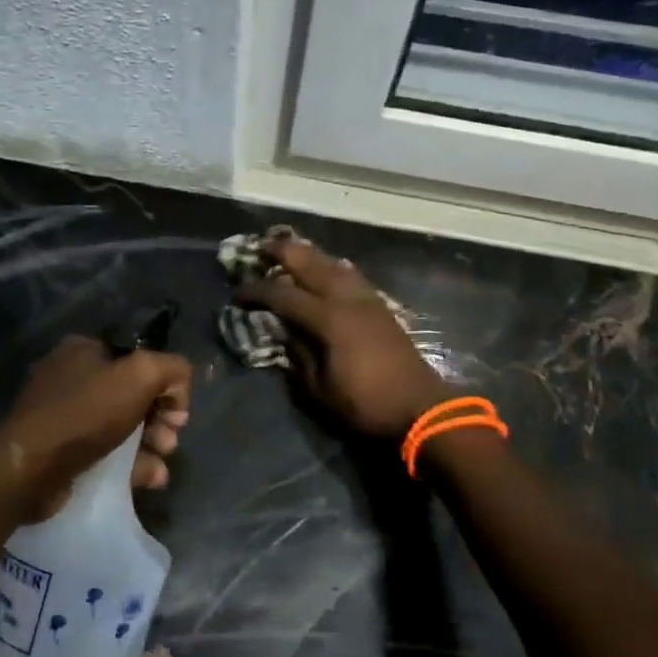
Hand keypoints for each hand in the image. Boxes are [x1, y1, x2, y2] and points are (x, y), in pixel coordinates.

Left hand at [0, 335, 191, 518]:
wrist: (29, 470)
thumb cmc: (85, 414)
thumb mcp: (141, 374)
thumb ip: (172, 369)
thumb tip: (178, 389)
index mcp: (84, 350)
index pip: (140, 358)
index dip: (166, 384)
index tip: (177, 411)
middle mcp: (73, 378)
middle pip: (135, 395)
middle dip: (160, 418)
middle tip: (170, 438)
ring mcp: (66, 417)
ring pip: (124, 427)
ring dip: (152, 444)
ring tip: (161, 462)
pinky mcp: (63, 452)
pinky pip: (108, 453)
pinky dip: (132, 464)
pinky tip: (150, 477)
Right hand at [234, 237, 451, 438]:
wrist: (420, 408)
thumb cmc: (366, 404)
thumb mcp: (320, 389)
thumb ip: (298, 355)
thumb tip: (284, 331)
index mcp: (329, 320)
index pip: (283, 295)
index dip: (257, 291)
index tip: (237, 293)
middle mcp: (347, 299)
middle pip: (310, 263)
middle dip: (282, 252)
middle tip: (259, 248)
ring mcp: (367, 299)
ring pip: (333, 263)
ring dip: (308, 254)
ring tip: (289, 252)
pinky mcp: (380, 306)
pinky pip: (350, 274)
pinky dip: (331, 265)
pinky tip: (325, 269)